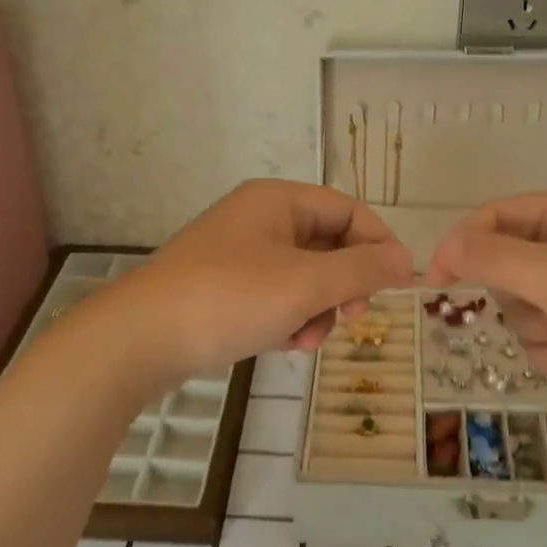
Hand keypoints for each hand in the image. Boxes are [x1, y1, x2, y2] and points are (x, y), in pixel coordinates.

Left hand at [105, 179, 413, 379]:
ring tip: (304, 341)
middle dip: (344, 286)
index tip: (401, 285)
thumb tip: (407, 261)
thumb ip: (361, 270)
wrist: (139, 339)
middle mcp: (258, 219)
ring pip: (303, 276)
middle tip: (351, 318)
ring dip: (316, 309)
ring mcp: (238, 254)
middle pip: (327, 245)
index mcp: (277, 201)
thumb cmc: (229, 299)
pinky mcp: (223, 286)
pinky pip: (275, 295)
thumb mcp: (305, 284)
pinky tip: (282, 344)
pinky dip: (288, 318)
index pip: (348, 210)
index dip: (379, 244)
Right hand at [428, 190, 546, 426]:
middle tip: (543, 309)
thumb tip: (444, 246)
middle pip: (506, 263)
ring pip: (522, 303)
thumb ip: (493, 257)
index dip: (462, 244)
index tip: (434, 283)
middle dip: (516, 295)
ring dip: (536, 327)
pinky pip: (544, 331)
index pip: (495, 215)